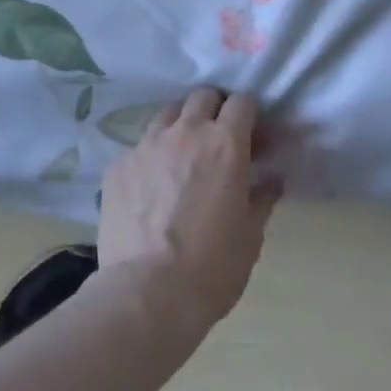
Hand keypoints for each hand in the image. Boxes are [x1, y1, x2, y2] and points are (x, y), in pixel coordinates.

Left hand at [99, 88, 281, 330]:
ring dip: (180, 125)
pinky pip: (138, 148)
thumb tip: (272, 179)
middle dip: (214, 109)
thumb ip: (262, 198)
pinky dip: (150, 157)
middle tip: (217, 138)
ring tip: (181, 155)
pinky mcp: (118, 166)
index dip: (249, 114)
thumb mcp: (251, 236)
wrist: (146, 295)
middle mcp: (186, 132)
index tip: (252, 136)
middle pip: (202, 96)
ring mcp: (147, 145)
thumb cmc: (212, 267)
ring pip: (167, 114)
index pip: (242, 101)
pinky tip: (150, 187)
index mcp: (225, 143)